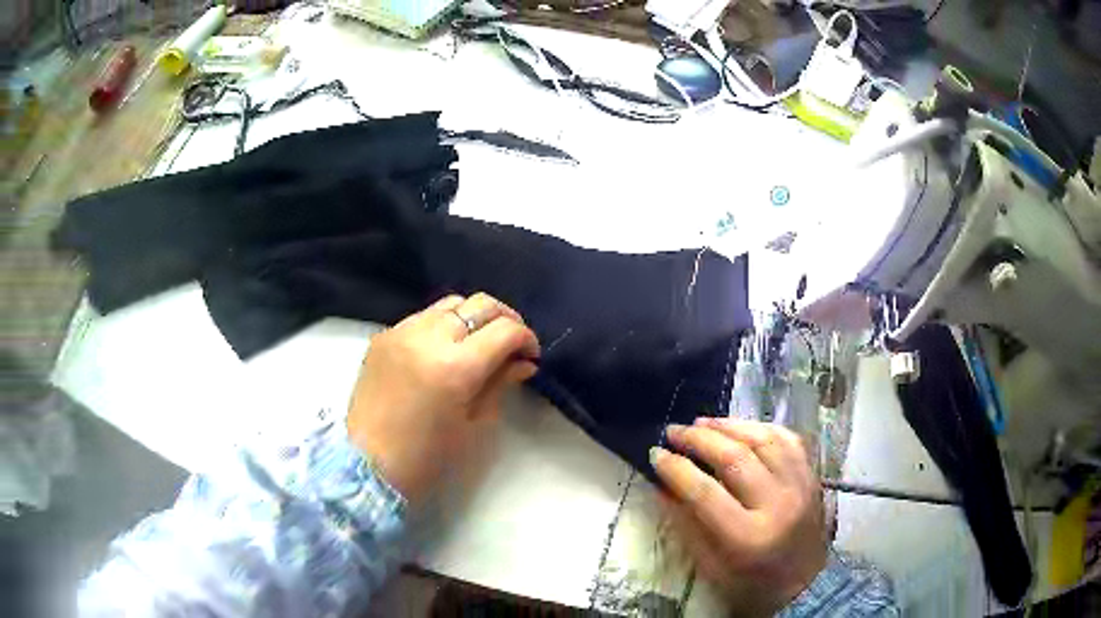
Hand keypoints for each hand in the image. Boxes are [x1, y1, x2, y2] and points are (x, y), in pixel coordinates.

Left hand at [346, 293, 539, 505]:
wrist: (368, 465)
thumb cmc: (427, 457)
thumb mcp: (474, 424)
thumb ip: (500, 384)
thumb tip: (523, 362)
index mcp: (456, 367)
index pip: (505, 330)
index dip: (526, 338)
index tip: (530, 356)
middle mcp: (428, 338)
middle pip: (480, 304)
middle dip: (505, 319)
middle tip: (511, 343)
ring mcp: (401, 332)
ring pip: (451, 303)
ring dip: (473, 318)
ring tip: (478, 343)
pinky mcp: (383, 336)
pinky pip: (422, 317)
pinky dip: (442, 325)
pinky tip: (444, 349)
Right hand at [652, 419, 826, 616]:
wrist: (806, 585)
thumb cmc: (751, 584)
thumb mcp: (711, 566)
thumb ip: (686, 526)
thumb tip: (661, 486)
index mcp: (748, 537)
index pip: (705, 492)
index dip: (676, 469)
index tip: (655, 453)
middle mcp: (778, 505)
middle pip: (735, 458)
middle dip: (698, 439)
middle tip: (674, 431)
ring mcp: (800, 486)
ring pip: (764, 440)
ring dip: (729, 426)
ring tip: (702, 423)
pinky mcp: (812, 477)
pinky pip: (789, 439)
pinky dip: (762, 428)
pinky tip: (742, 427)